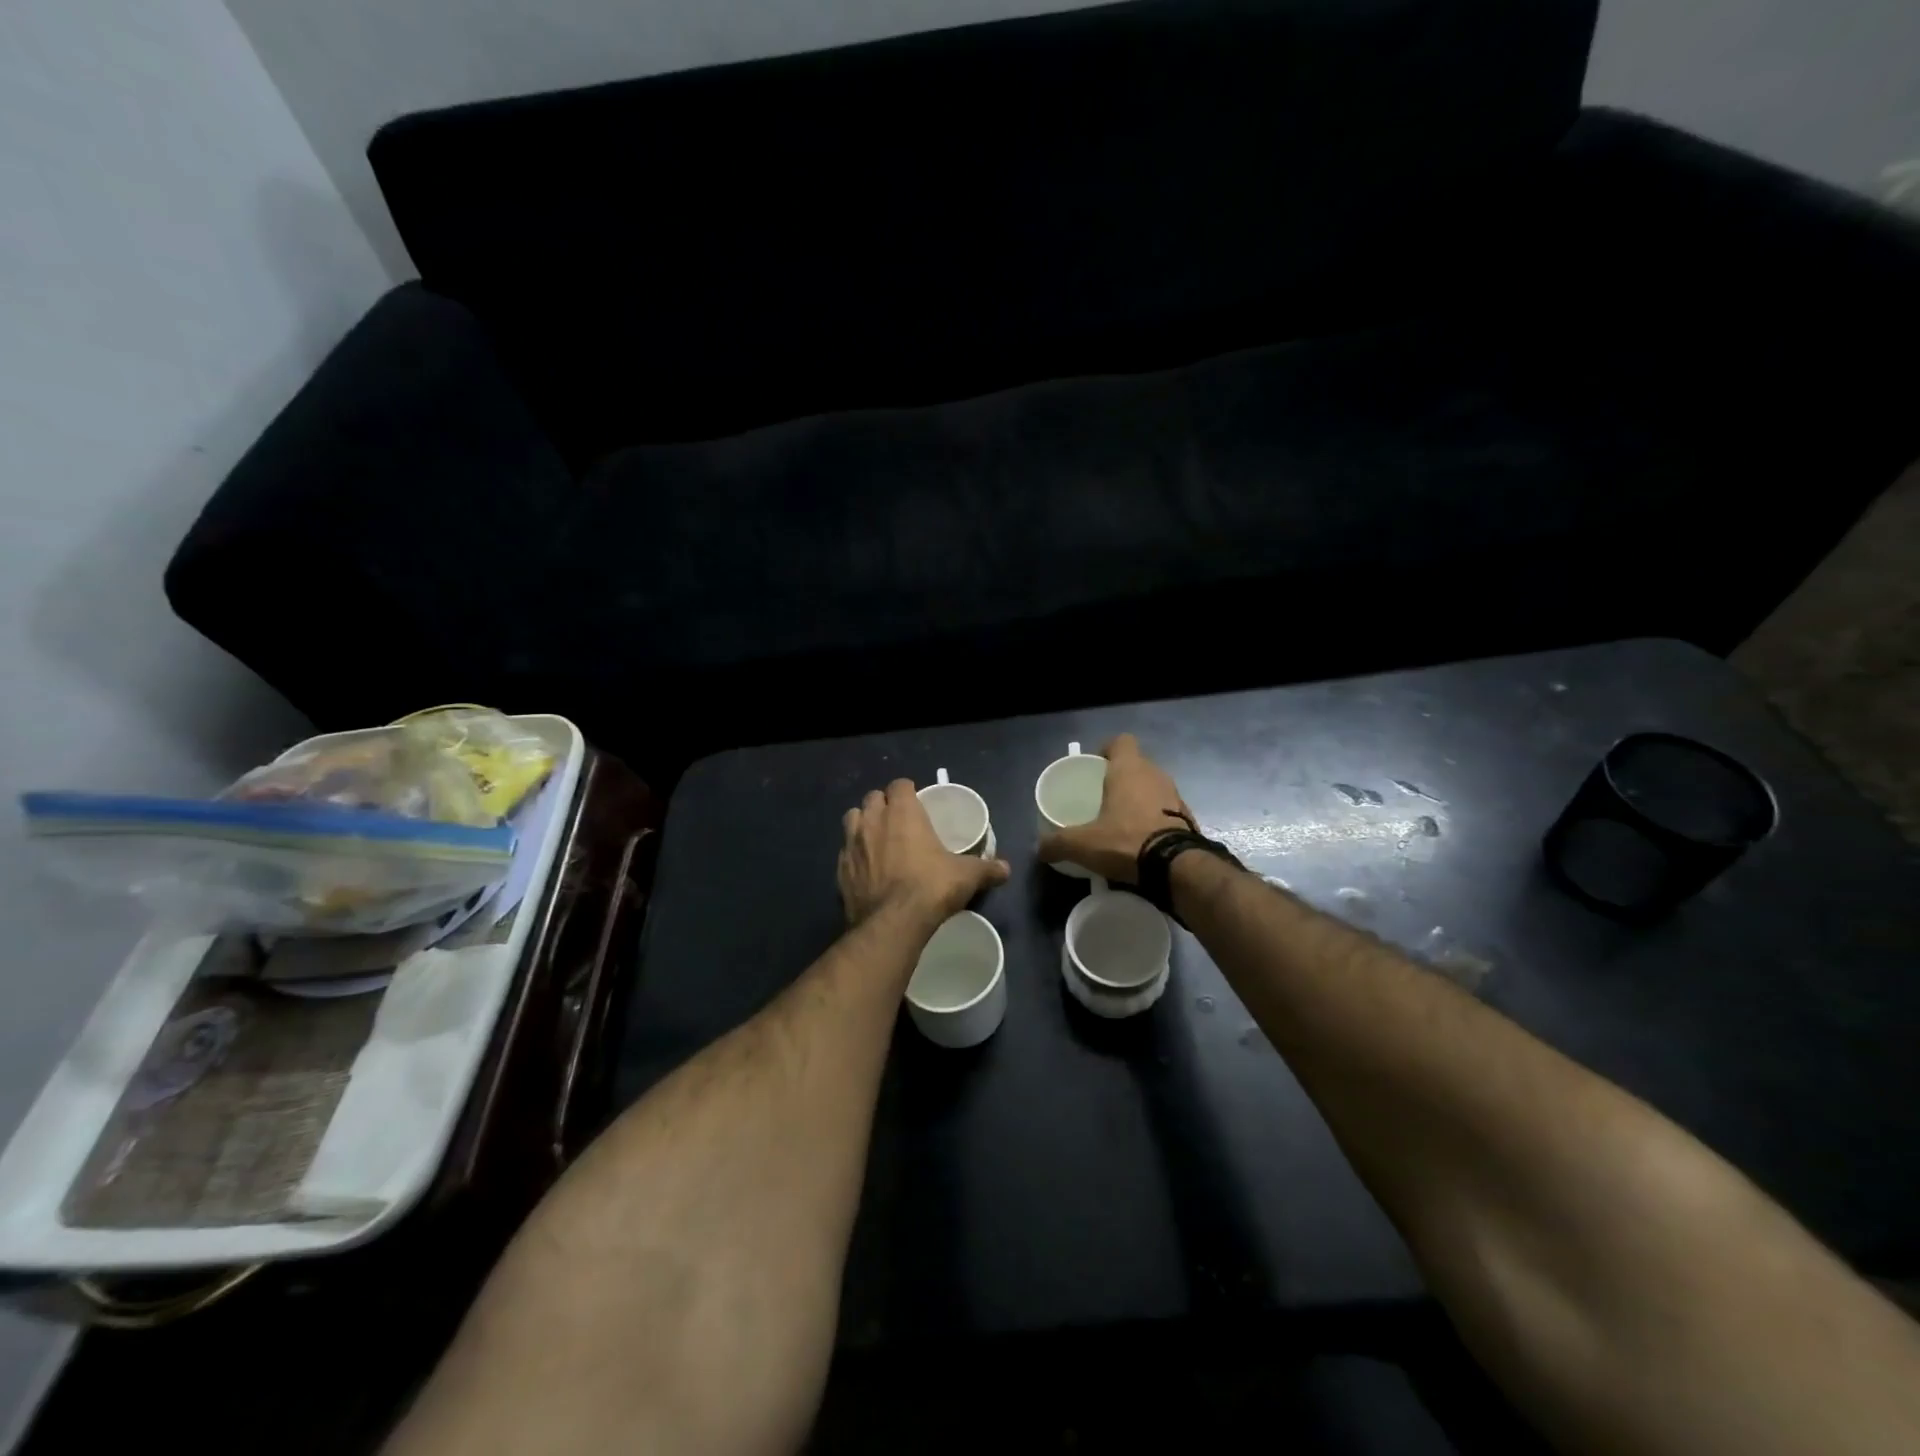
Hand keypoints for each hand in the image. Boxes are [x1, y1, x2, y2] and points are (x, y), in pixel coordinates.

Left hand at [839, 779, 1009, 925]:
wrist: (892, 923)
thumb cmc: (931, 887)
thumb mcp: (966, 876)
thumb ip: (987, 869)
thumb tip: (1006, 869)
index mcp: (902, 812)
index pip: (900, 784)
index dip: (908, 790)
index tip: (917, 801)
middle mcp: (872, 820)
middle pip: (873, 798)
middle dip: (884, 804)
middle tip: (899, 820)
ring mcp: (851, 844)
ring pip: (852, 819)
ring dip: (863, 824)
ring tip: (877, 839)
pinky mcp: (840, 869)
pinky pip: (845, 852)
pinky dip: (854, 854)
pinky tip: (866, 868)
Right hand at [1037, 734, 1190, 883]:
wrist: (1176, 866)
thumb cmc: (1126, 841)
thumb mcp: (1083, 844)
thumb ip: (1058, 843)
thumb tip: (1039, 848)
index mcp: (1129, 769)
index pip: (1121, 741)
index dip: (1107, 750)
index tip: (1095, 767)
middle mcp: (1155, 774)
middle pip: (1135, 764)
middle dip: (1119, 777)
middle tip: (1101, 797)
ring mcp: (1175, 795)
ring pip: (1151, 786)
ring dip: (1138, 798)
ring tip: (1120, 820)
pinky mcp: (1187, 817)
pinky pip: (1165, 809)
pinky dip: (1153, 817)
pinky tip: (1141, 838)